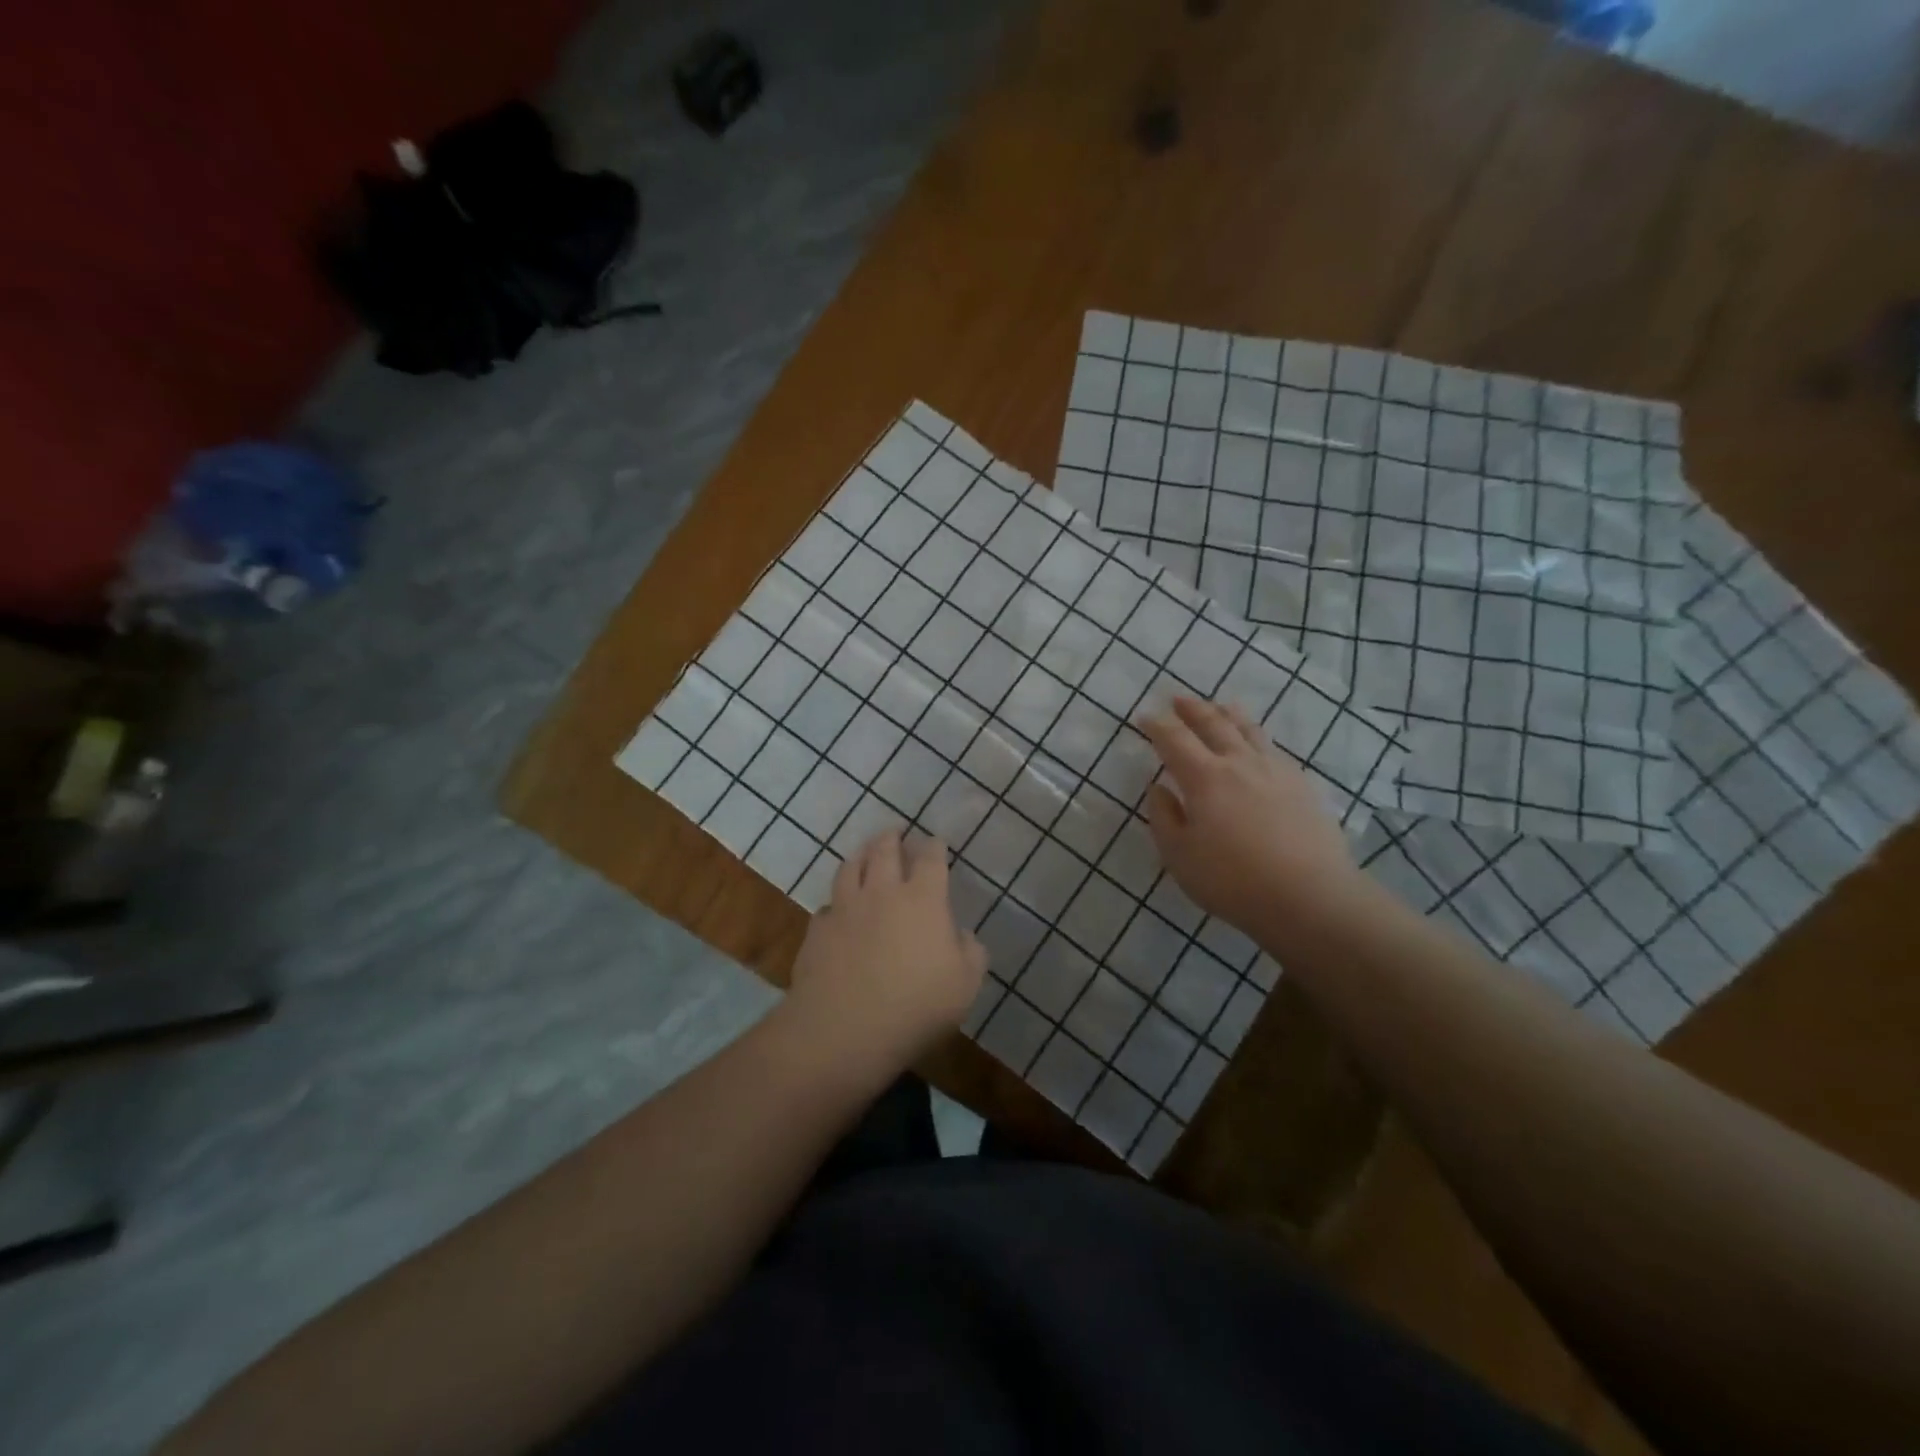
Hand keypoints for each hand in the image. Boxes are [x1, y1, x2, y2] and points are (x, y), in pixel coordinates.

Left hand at [787, 830, 986, 1068]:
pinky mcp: (817, 931)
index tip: (936, 841)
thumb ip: (970, 953)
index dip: (934, 846)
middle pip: (884, 851)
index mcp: (923, 899)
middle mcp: (882, 893)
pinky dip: (836, 902)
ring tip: (864, 852)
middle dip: (892, 837)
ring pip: (850, 868)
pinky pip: (827, 906)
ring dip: (861, 855)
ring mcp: (845, 909)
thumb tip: (961, 935)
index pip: (930, 859)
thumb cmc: (917, 1006)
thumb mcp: (965, 984)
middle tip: (895, 831)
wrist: (844, 1030)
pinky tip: (837, 910)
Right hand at [1137, 696, 1363, 935]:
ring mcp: (1275, 772)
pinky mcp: (1302, 786)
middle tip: (1179, 699)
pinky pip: (1274, 750)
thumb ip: (1164, 817)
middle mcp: (1240, 764)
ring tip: (1221, 706)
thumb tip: (1158, 788)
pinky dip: (1258, 739)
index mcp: (1204, 778)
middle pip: (1214, 724)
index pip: (1174, 740)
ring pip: (1249, 731)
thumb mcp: (1179, 856)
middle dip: (1193, 709)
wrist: (1309, 897)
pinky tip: (1259, 746)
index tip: (1145, 717)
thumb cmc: (1232, 880)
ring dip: (1230, 715)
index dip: (1157, 726)